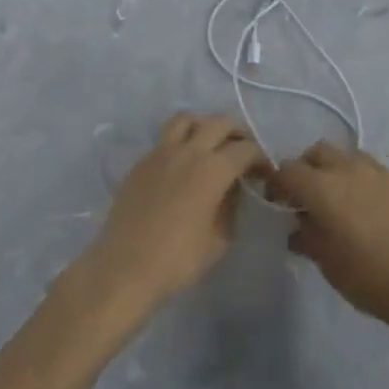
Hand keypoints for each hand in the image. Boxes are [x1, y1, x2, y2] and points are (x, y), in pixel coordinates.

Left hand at [77, 114, 265, 323]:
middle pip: (220, 122)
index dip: (261, 158)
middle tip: (242, 152)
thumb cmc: (178, 260)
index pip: (246, 149)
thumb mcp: (219, 240)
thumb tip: (233, 191)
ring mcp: (161, 152)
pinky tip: (181, 165)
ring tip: (209, 145)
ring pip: (187, 119)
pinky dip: (180, 142)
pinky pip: (165, 139)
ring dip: (204, 126)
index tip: (264, 173)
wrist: (124, 268)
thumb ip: (231, 208)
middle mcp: (189, 150)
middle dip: (237, 133)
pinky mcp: (141, 162)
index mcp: (213, 168)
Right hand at [267, 142, 388, 331]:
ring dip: (341, 171)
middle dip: (309, 167)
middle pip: (319, 151)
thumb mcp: (327, 263)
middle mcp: (349, 169)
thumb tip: (298, 227)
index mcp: (322, 187)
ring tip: (346, 199)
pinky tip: (378, 210)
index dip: (279, 183)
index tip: (280, 202)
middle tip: (310, 195)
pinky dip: (370, 184)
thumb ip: (307, 237)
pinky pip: (380, 173)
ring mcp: (380, 171)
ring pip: (351, 156)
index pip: (288, 169)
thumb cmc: (367, 276)